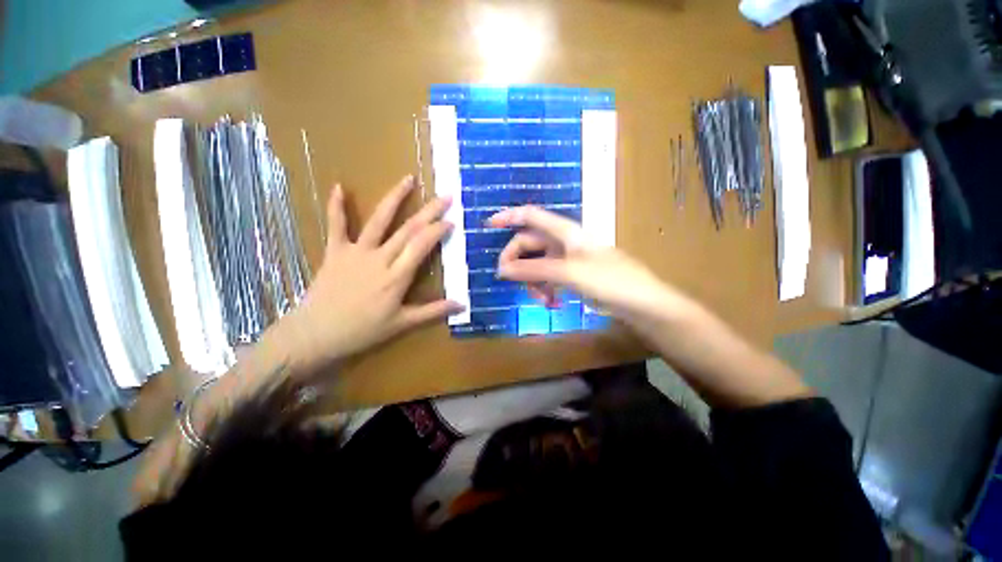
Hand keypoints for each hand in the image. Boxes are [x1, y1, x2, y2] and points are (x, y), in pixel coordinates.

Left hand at [286, 176, 463, 370]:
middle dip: (429, 212)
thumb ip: (433, 311)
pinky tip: (339, 186)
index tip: (451, 220)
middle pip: (408, 230)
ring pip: (379, 221)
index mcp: (397, 277)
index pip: (421, 246)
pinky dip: (337, 207)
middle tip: (445, 196)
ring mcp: (356, 252)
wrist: (315, 334)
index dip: (437, 231)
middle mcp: (380, 259)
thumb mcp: (402, 324)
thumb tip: (462, 304)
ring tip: (408, 179)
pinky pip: (336, 226)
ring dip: (394, 198)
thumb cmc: (362, 331)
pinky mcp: (335, 252)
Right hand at [487, 206, 692, 324]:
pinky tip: (552, 304)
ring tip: (542, 300)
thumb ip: (533, 269)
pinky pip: (549, 278)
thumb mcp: (567, 273)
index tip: (488, 225)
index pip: (531, 216)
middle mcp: (564, 242)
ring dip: (533, 282)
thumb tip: (502, 269)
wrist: (642, 303)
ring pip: (538, 265)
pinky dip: (546, 290)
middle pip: (530, 245)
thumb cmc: (609, 280)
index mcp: (565, 232)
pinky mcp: (573, 275)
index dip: (509, 217)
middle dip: (519, 263)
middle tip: (508, 280)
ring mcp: (569, 259)